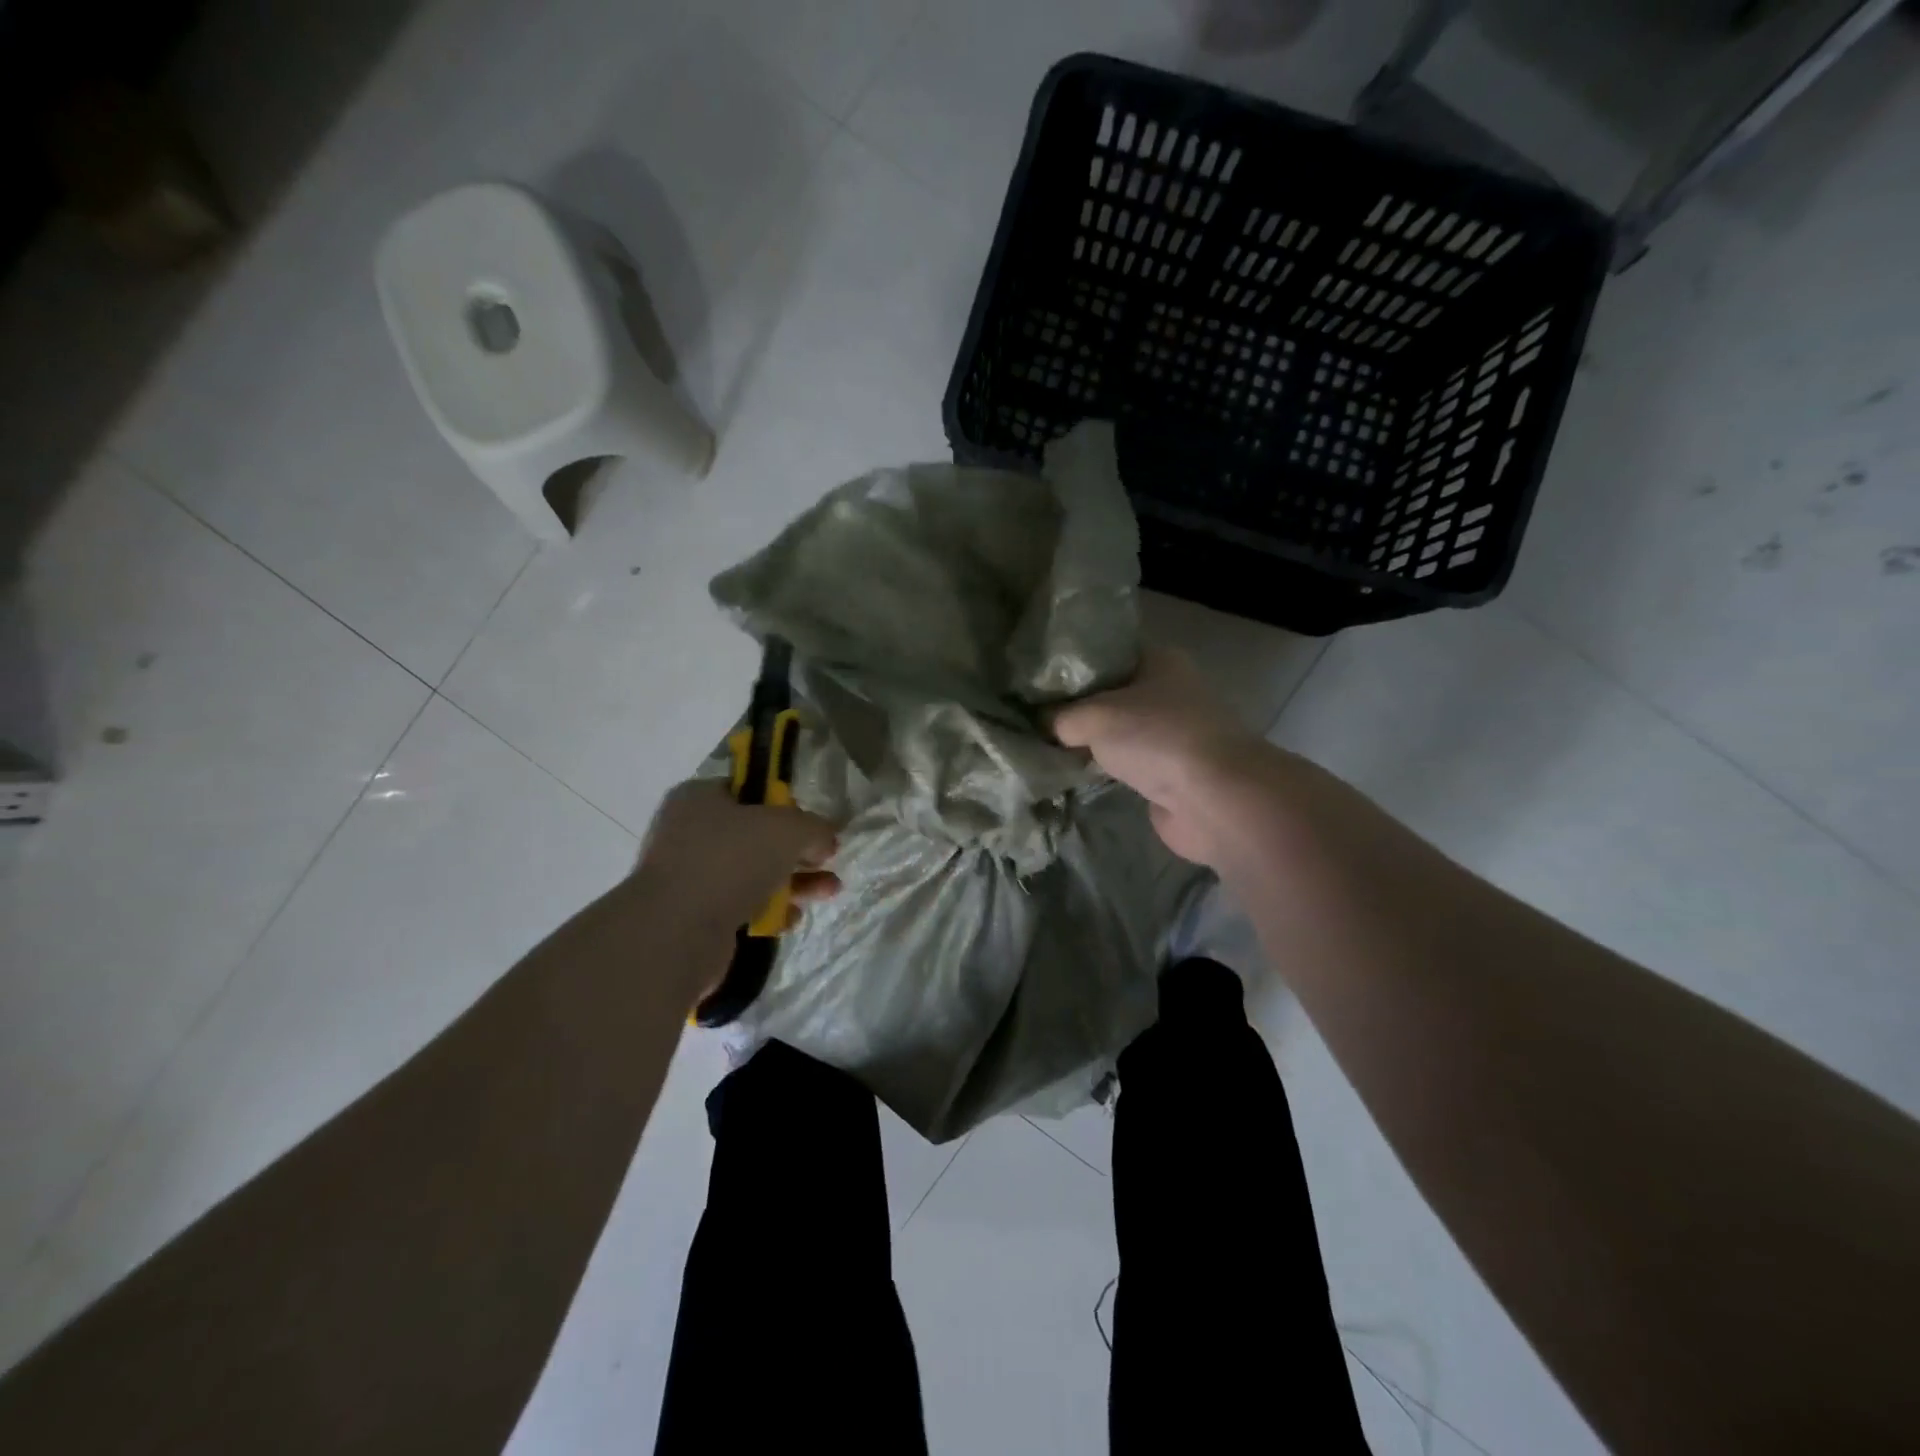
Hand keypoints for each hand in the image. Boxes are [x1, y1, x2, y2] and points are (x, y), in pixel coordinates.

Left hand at [632, 780, 840, 952]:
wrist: (676, 933)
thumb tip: (826, 839)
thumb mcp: (787, 829)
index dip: (785, 804)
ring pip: (753, 873)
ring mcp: (690, 877)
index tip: (812, 822)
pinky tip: (791, 918)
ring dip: (793, 882)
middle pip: (756, 835)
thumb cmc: (730, 861)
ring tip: (829, 891)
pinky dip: (769, 910)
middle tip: (827, 858)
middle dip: (797, 849)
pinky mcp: (695, 916)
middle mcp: (689, 833)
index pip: (749, 790)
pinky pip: (742, 906)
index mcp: (699, 797)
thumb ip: (814, 828)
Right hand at [1052, 648, 1267, 864]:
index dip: (1070, 667)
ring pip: (1118, 732)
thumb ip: (1060, 717)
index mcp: (1159, 661)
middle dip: (1076, 707)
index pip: (1106, 654)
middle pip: (1110, 695)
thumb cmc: (1157, 738)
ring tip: (1044, 744)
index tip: (1035, 681)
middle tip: (1032, 715)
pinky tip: (1071, 772)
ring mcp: (1171, 734)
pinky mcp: (1169, 772)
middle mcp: (1169, 691)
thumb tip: (1041, 724)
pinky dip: (1104, 769)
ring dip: (1090, 741)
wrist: (1213, 799)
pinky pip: (1126, 764)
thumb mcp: (1094, 716)